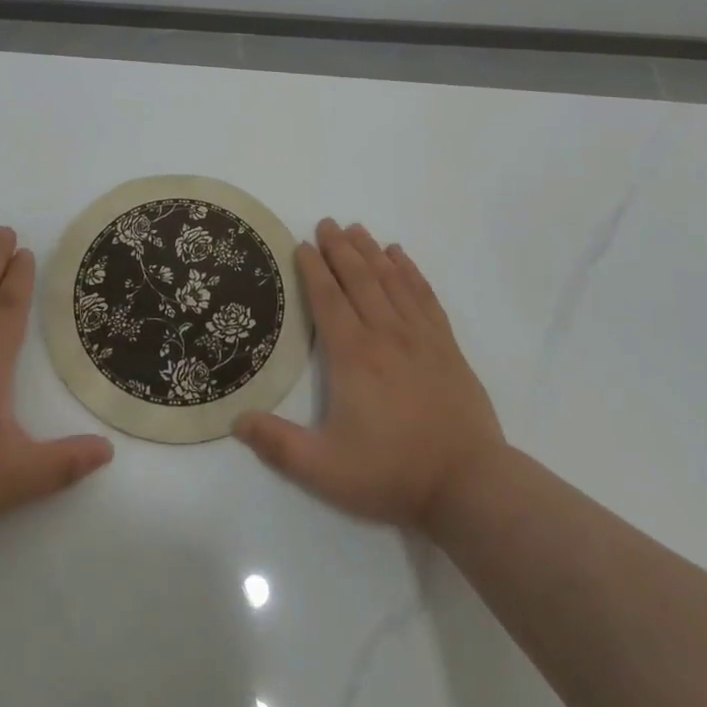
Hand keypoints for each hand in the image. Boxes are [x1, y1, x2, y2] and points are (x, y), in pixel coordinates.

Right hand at [234, 219, 502, 529]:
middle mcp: (385, 334)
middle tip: (326, 223)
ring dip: (372, 251)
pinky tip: (401, 256)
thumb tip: (236, 420)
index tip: (302, 245)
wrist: (469, 483)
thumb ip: (278, 444)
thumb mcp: (325, 470)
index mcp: (353, 355)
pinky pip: (425, 295)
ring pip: (391, 280)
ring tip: (357, 229)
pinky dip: (411, 271)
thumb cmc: (392, 473)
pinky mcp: (446, 346)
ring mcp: (420, 336)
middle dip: (340, 248)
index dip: (313, 269)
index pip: (328, 299)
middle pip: (359, 279)